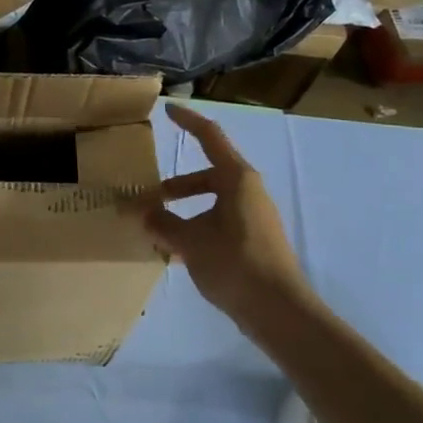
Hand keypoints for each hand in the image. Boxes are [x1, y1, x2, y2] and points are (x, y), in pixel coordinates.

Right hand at [140, 104, 310, 325]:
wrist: (280, 312)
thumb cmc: (235, 264)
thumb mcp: (190, 241)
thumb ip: (162, 223)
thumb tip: (143, 213)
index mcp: (236, 179)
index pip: (209, 136)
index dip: (187, 121)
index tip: (167, 110)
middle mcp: (248, 191)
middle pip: (206, 175)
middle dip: (174, 186)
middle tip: (147, 199)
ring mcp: (253, 217)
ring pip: (211, 202)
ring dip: (183, 211)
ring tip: (156, 232)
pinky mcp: (253, 241)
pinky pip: (218, 223)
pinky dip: (196, 229)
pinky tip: (176, 254)